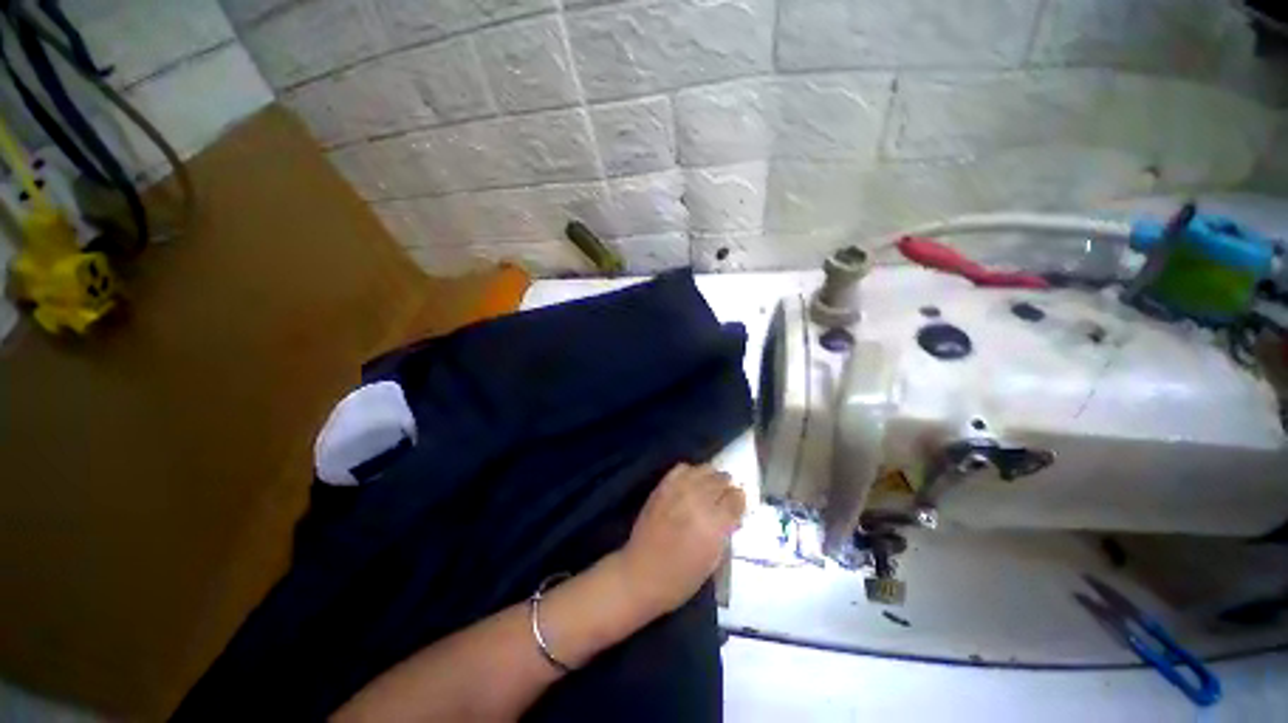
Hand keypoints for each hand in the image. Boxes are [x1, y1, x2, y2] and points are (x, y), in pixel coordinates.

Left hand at [616, 463, 745, 616]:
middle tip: (727, 497)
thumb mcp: (712, 562)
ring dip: (712, 477)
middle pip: (721, 481)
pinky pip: (682, 469)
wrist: (640, 574)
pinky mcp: (662, 487)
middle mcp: (697, 501)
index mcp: (713, 525)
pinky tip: (692, 481)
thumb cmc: (680, 579)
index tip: (738, 506)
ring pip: (704, 470)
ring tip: (712, 485)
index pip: (735, 500)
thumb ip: (724, 533)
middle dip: (727, 488)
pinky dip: (691, 472)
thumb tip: (733, 516)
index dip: (740, 501)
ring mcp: (678, 491)